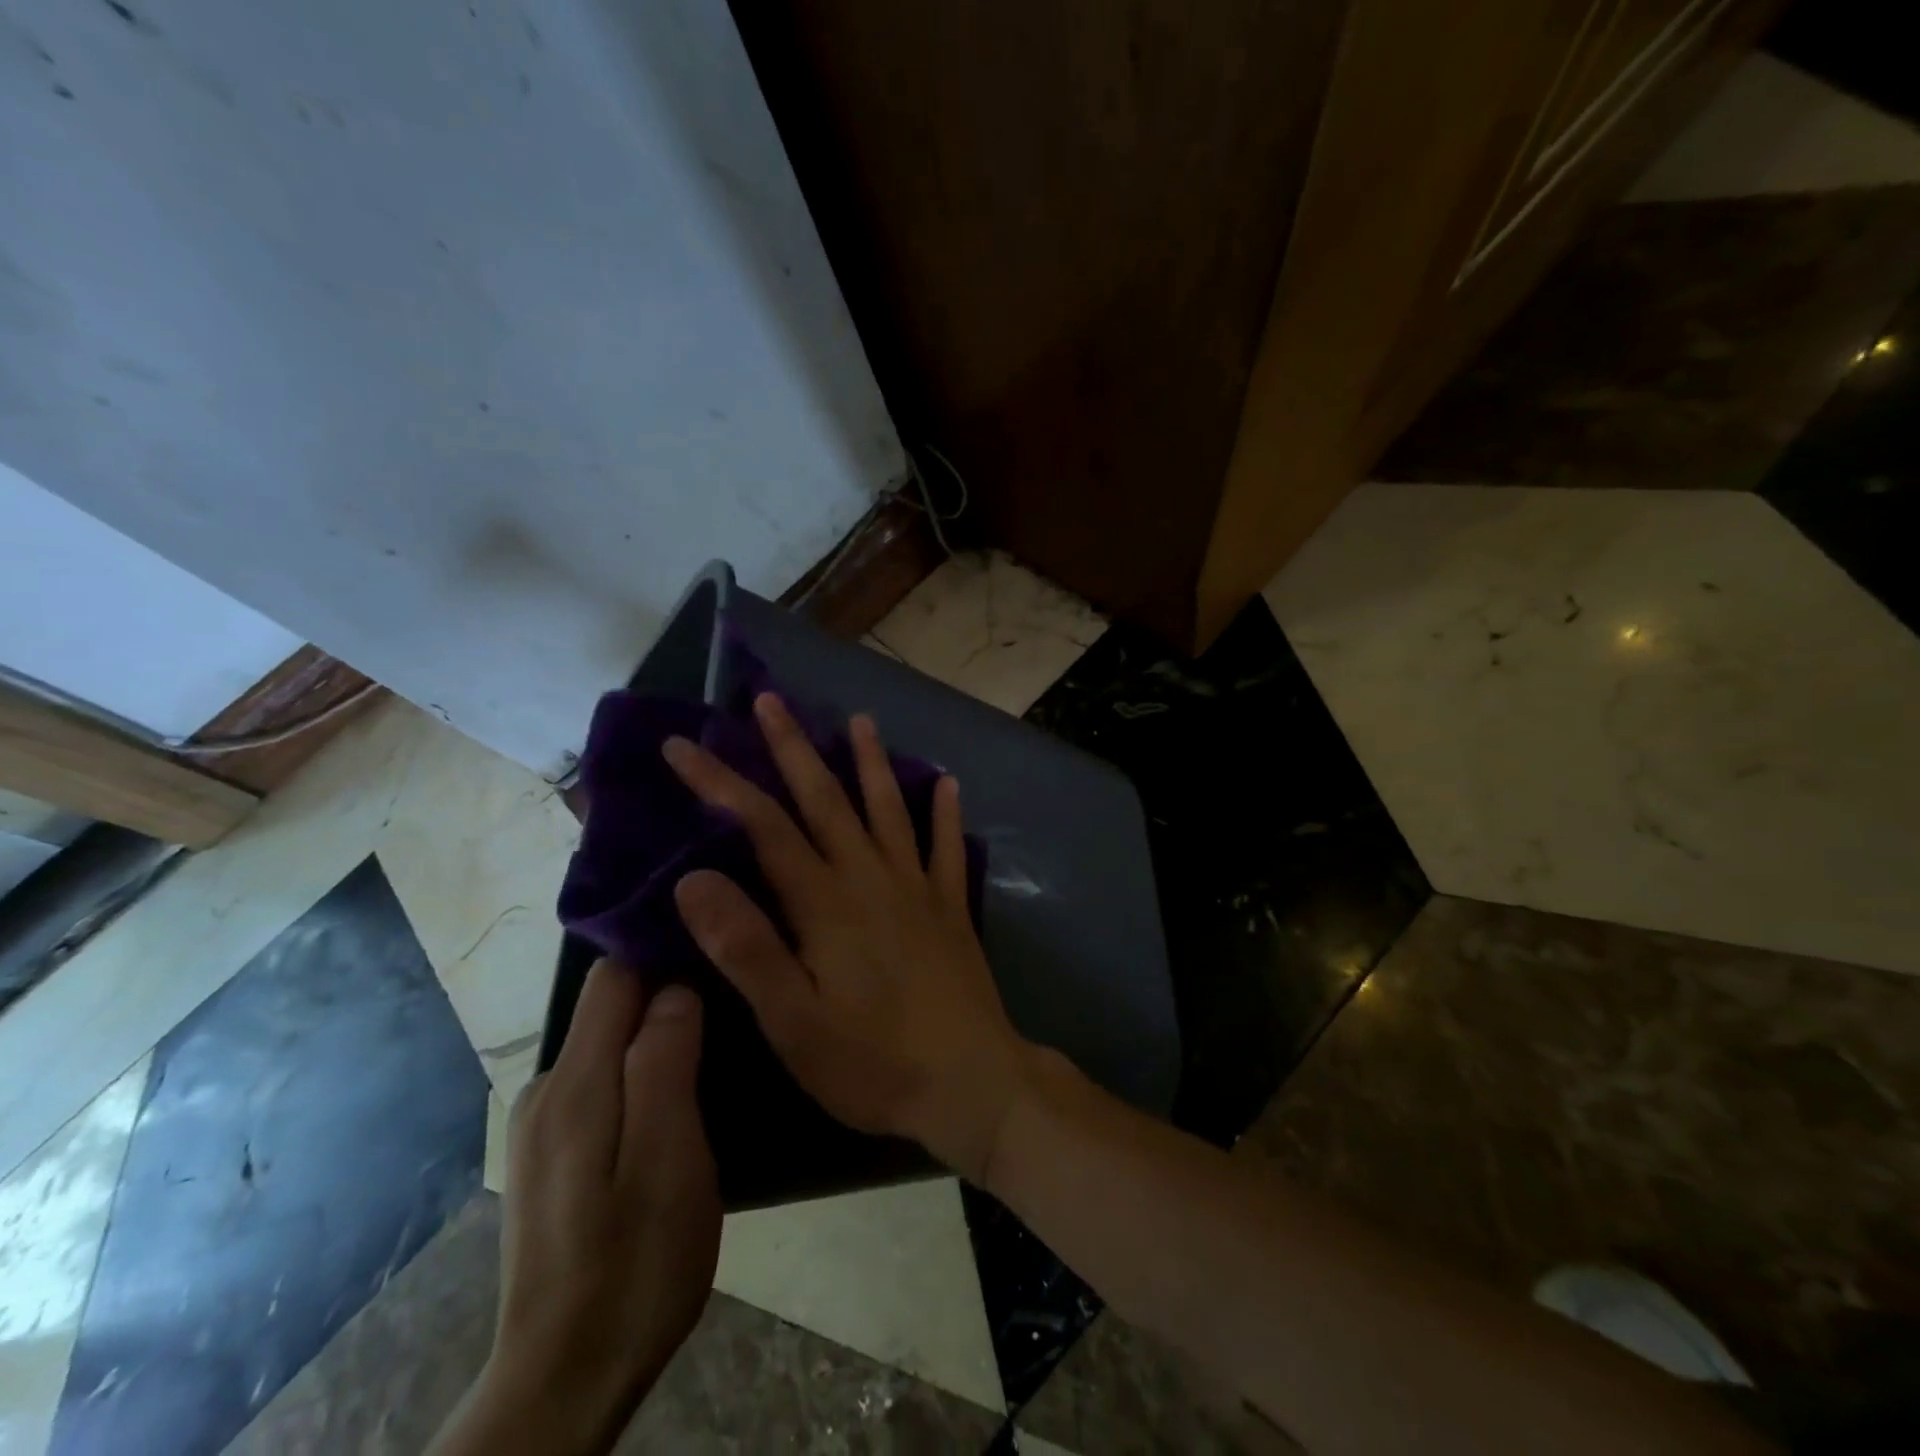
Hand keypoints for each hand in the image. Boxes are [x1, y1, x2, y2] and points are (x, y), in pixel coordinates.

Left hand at [431, 962, 719, 1455]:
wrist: (566, 1379)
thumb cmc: (635, 1265)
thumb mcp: (669, 1160)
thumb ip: (664, 1064)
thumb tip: (673, 988)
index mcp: (575, 1084)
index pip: (613, 975)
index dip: (661, 947)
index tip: (715, 936)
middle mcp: (548, 1090)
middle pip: (609, 1006)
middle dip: (665, 987)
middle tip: (732, 987)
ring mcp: (545, 1125)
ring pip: (608, 1044)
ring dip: (656, 1030)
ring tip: (716, 1034)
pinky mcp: (555, 1153)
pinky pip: (603, 1079)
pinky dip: (640, 1066)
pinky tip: (678, 1091)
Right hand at [664, 692, 1038, 1183]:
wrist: (970, 1081)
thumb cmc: (872, 1060)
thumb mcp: (792, 1019)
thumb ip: (745, 947)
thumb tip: (694, 879)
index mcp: (825, 901)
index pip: (763, 826)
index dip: (720, 783)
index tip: (682, 745)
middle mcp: (870, 877)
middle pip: (825, 799)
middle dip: (793, 747)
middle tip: (770, 701)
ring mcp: (917, 886)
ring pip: (887, 809)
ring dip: (870, 762)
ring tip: (861, 719)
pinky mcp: (949, 906)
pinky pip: (947, 847)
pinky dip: (945, 813)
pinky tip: (947, 783)